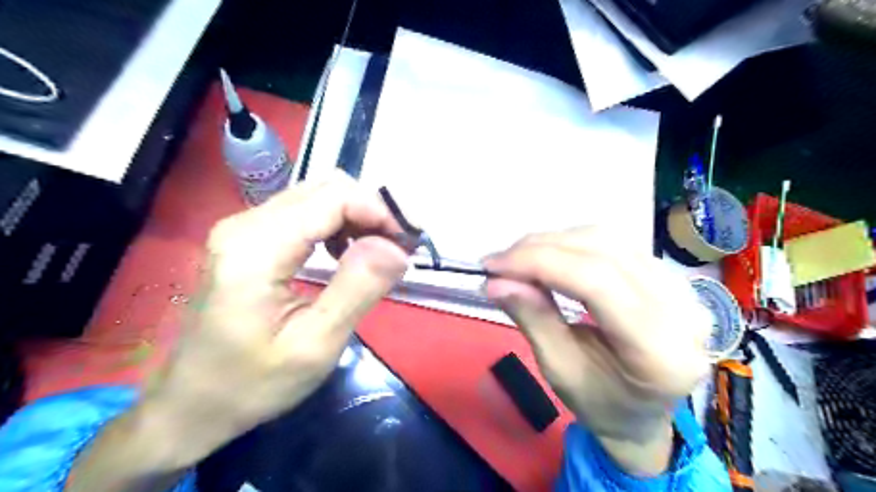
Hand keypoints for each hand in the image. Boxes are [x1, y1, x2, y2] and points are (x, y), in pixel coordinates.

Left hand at [142, 176, 407, 467]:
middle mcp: (245, 223)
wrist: (191, 403)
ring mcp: (244, 226)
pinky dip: (339, 224)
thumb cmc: (251, 384)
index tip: (409, 244)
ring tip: (379, 252)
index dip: (380, 212)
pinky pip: (306, 212)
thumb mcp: (314, 347)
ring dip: (358, 217)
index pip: (334, 198)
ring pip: (319, 195)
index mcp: (256, 248)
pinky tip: (346, 254)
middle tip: (400, 248)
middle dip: (373, 211)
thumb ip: (357, 290)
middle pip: (327, 188)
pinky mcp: (249, 236)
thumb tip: (397, 247)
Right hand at [482, 229, 713, 475]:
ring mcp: (682, 287)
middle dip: (540, 249)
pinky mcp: (669, 275)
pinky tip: (548, 257)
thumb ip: (533, 319)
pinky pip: (613, 243)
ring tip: (518, 260)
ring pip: (607, 239)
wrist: (643, 411)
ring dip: (553, 242)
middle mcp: (683, 310)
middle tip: (499, 263)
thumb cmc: (601, 403)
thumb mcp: (560, 371)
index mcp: (660, 351)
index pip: (596, 282)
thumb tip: (495, 281)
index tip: (492, 267)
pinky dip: (571, 244)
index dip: (539, 263)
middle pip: (602, 251)